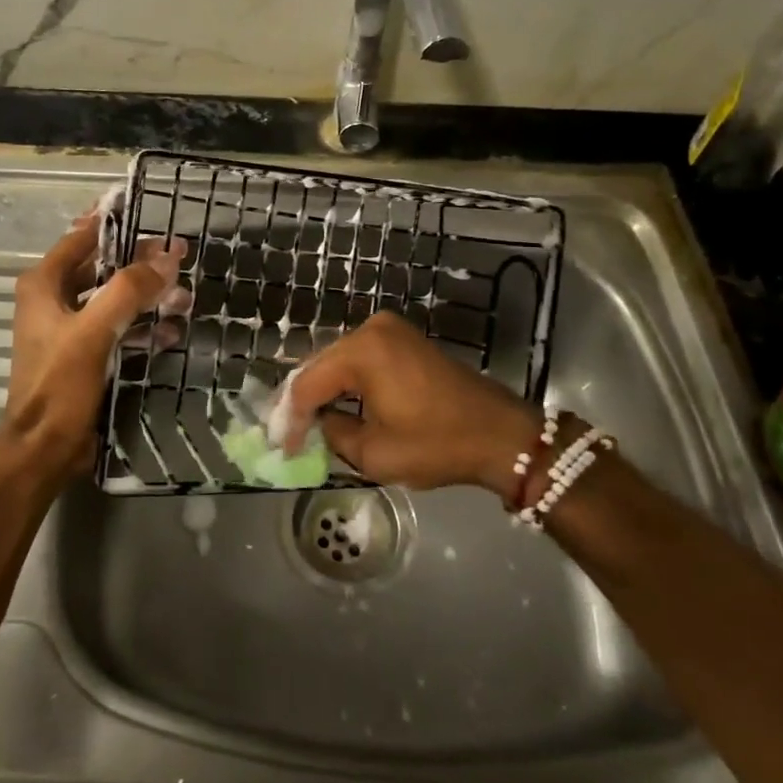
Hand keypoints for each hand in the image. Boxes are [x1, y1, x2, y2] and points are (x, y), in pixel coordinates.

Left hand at [0, 215, 187, 490]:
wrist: (44, 448)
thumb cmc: (60, 384)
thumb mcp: (94, 331)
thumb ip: (129, 290)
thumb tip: (166, 258)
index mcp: (44, 285)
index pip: (82, 238)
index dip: (113, 223)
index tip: (147, 212)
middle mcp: (53, 300)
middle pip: (102, 268)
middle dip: (140, 264)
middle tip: (179, 257)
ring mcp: (68, 328)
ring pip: (113, 299)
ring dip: (146, 298)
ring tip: (184, 297)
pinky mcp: (83, 354)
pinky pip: (116, 328)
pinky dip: (141, 327)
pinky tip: (170, 332)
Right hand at [284, 312, 547, 500]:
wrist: (501, 435)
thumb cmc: (437, 444)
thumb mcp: (374, 453)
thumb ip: (332, 433)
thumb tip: (318, 424)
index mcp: (362, 350)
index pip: (308, 384)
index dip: (290, 418)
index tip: (281, 448)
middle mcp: (371, 329)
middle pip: (320, 366)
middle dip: (302, 402)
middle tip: (287, 435)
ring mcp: (390, 330)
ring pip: (338, 362)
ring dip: (323, 391)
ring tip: (305, 424)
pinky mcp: (403, 340)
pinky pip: (360, 359)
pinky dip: (346, 383)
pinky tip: (336, 406)